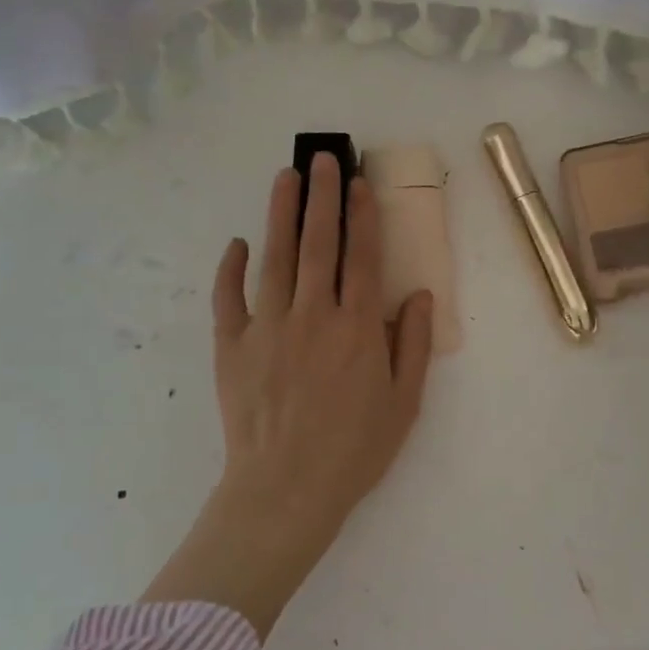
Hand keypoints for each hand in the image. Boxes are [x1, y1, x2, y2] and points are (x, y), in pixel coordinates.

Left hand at [211, 156, 434, 525]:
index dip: (363, 216)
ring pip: (275, 257)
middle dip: (323, 197)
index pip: (362, 257)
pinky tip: (237, 243)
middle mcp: (313, 315)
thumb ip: (414, 345)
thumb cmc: (353, 451)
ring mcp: (267, 327)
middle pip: (319, 243)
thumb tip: (420, 295)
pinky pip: (228, 297)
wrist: (285, 491)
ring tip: (285, 178)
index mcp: (357, 328)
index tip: (360, 183)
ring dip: (281, 214)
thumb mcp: (404, 404)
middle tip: (322, 158)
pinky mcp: (232, 346)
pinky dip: (231, 268)